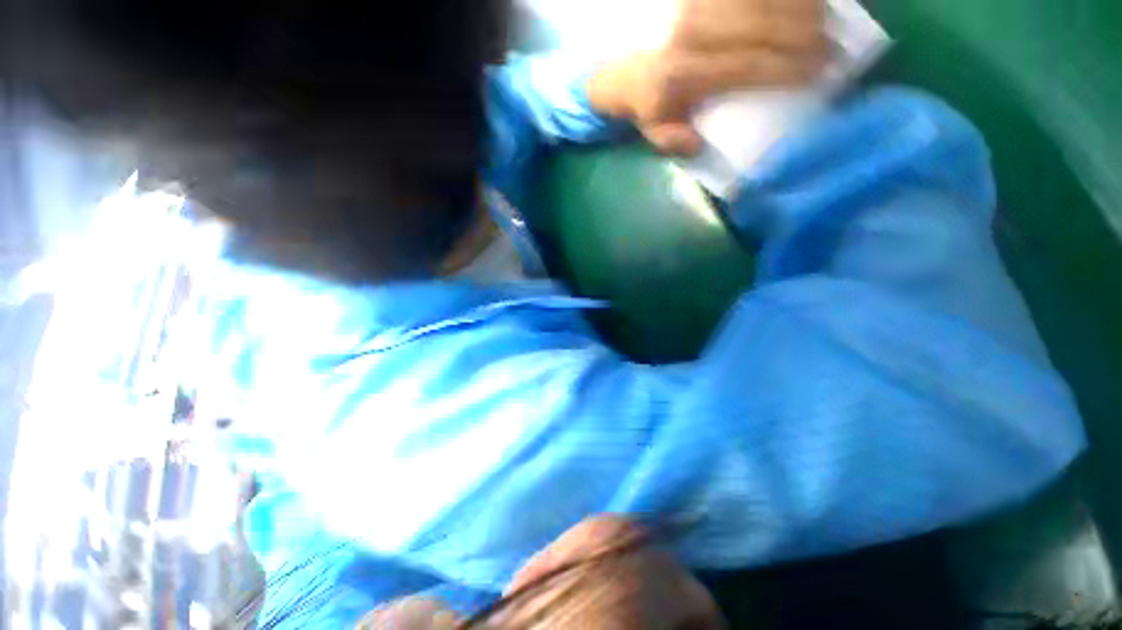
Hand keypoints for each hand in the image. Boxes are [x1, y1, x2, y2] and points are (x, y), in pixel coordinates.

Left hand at [588, 0, 825, 154]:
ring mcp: (696, 1)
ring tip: (825, 22)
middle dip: (809, 35)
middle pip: (766, 25)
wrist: (616, 61)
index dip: (792, 67)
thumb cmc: (644, 99)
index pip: (751, 65)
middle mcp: (693, 29)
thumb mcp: (654, 130)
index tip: (823, 72)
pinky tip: (800, 4)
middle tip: (834, 47)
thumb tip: (700, 143)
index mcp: (683, 72)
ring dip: (803, 7)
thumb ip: (674, 141)